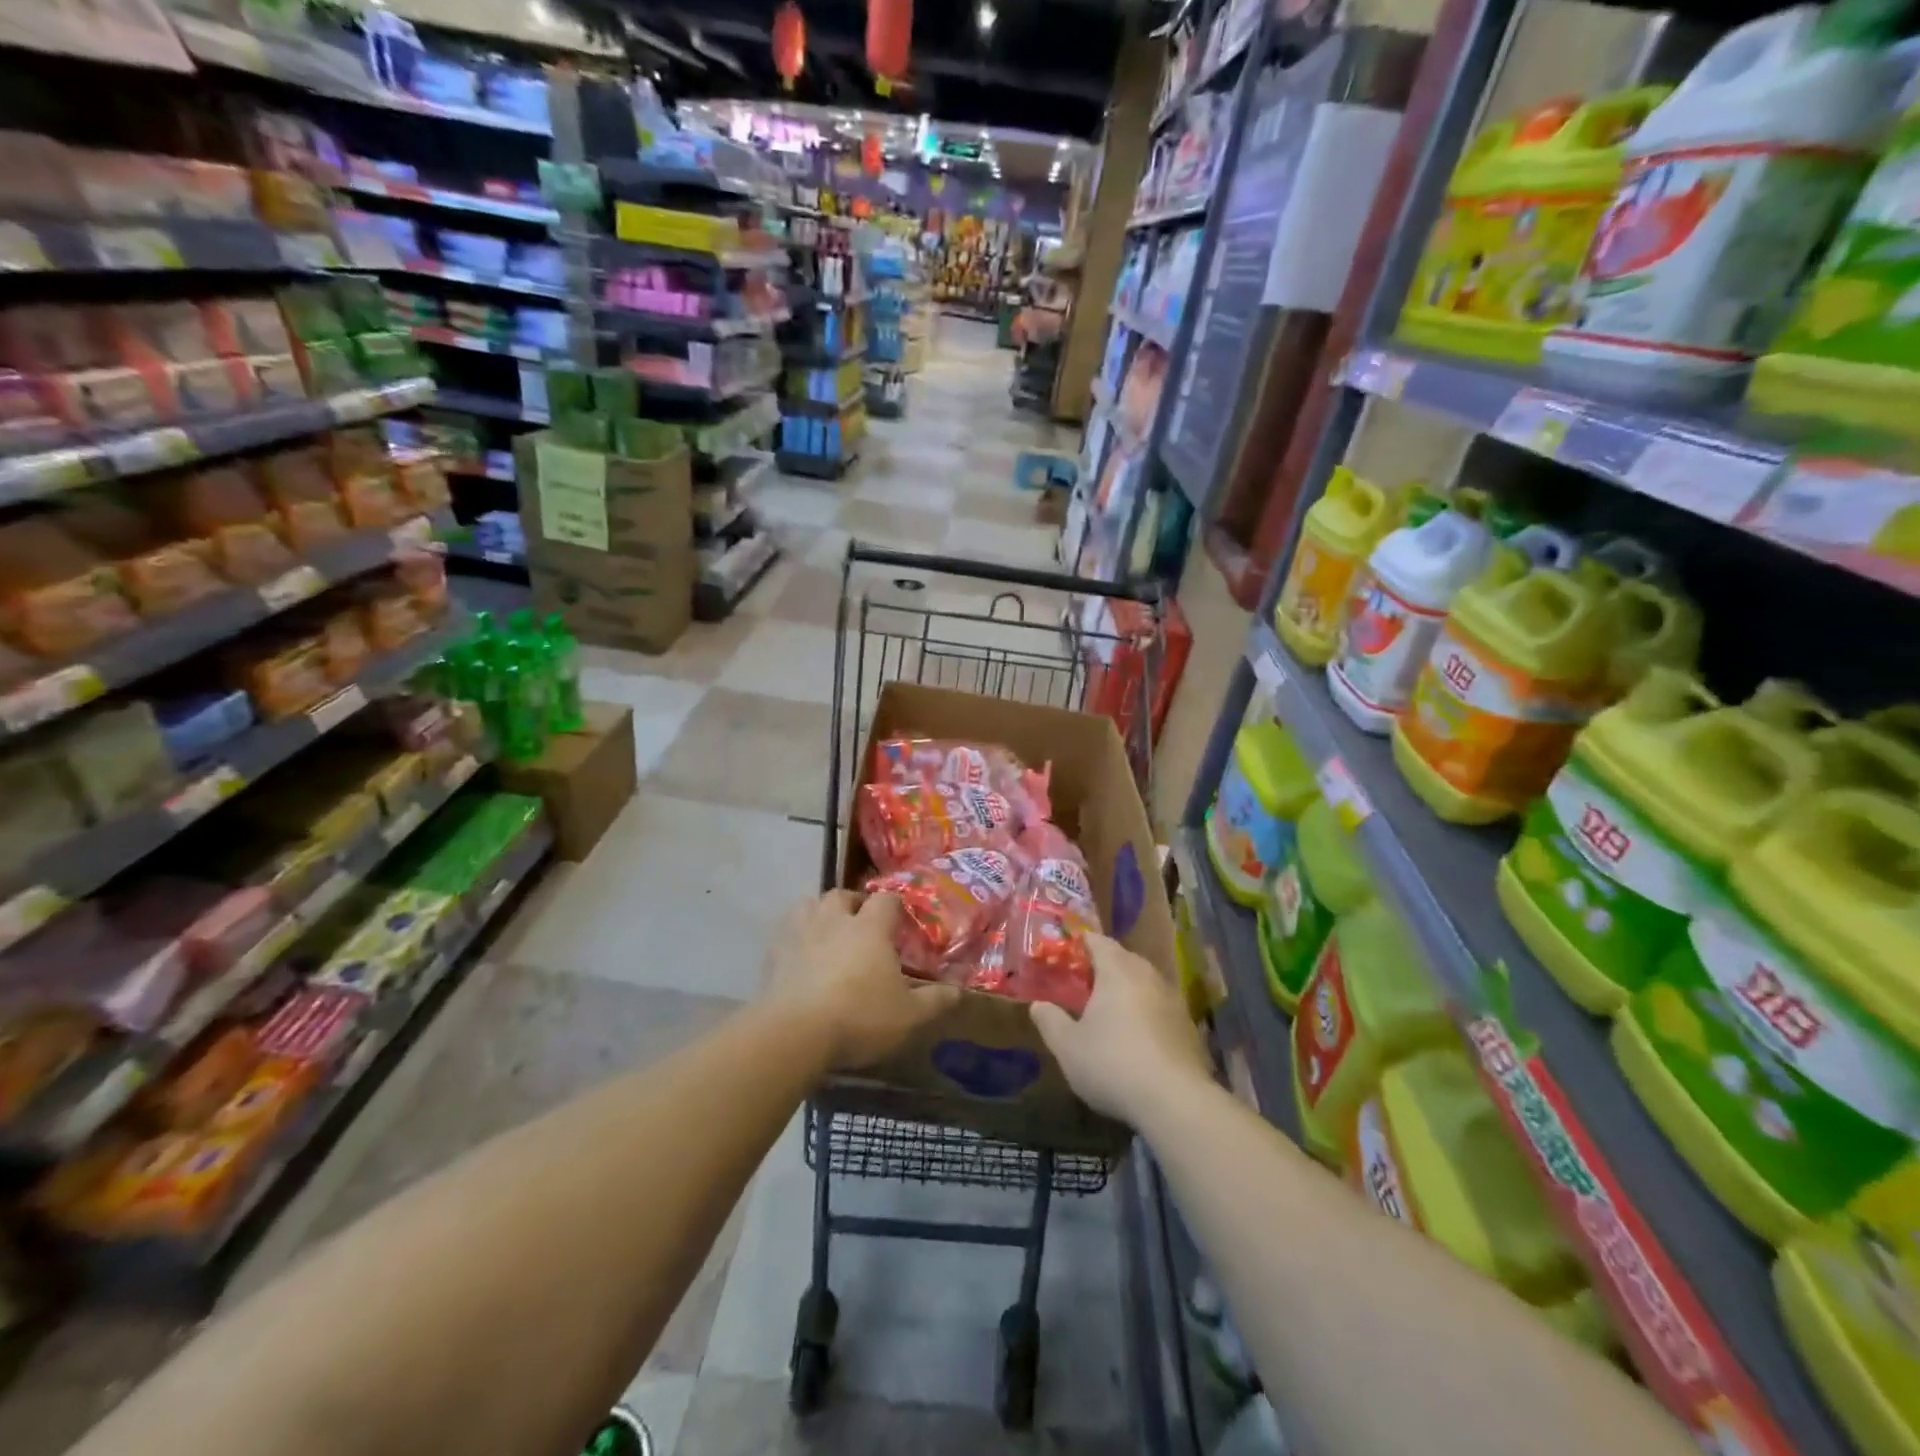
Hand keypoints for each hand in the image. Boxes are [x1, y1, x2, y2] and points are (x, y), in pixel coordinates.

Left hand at [763, 891, 960, 1071]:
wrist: (794, 1033)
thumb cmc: (859, 1017)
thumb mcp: (908, 1015)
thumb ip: (935, 1000)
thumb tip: (959, 991)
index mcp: (870, 927)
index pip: (886, 900)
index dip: (894, 906)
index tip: (900, 920)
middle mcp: (834, 920)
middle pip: (841, 895)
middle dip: (853, 904)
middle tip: (862, 925)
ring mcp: (799, 933)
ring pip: (809, 906)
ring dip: (820, 914)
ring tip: (828, 933)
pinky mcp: (773, 953)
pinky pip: (785, 933)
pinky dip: (795, 938)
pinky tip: (800, 957)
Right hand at [1029, 933, 1209, 1125]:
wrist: (1176, 1102)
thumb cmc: (1113, 1064)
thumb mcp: (1068, 1047)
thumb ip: (1050, 1021)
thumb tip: (1038, 1005)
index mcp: (1117, 970)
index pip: (1097, 940)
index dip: (1079, 944)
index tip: (1064, 955)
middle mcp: (1148, 975)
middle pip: (1123, 959)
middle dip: (1103, 968)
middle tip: (1081, 985)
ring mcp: (1173, 1000)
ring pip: (1144, 984)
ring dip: (1126, 992)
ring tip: (1106, 1012)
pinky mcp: (1188, 1027)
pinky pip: (1159, 1008)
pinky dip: (1144, 1014)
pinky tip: (1134, 1039)